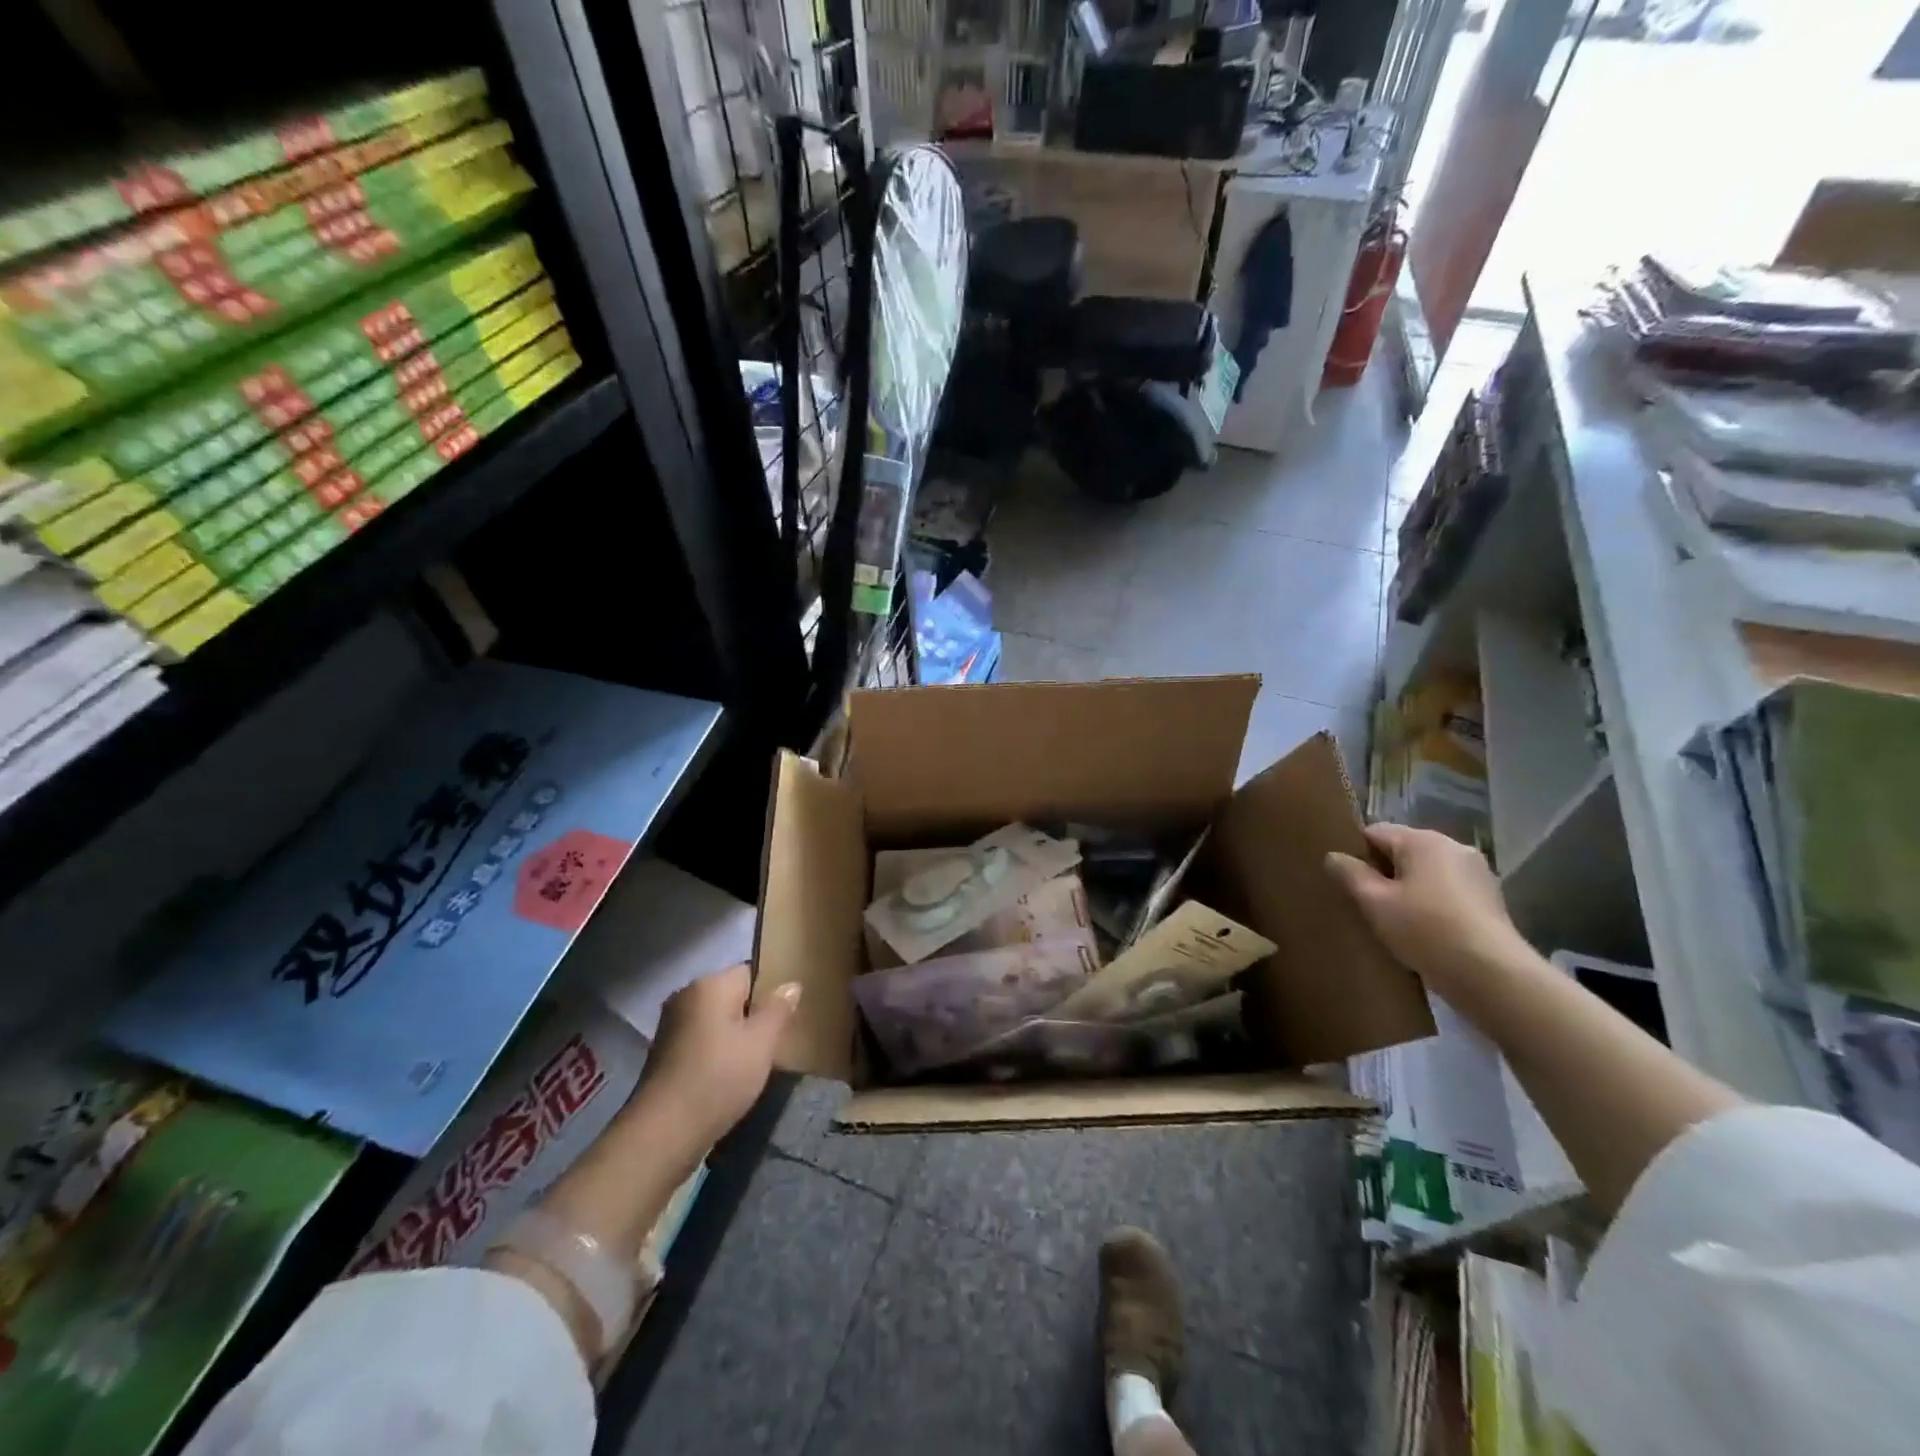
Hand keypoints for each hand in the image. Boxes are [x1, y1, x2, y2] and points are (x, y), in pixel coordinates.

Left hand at [640, 964, 799, 1152]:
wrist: (663, 1134)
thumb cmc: (718, 1078)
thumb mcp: (761, 1043)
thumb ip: (778, 1009)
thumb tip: (791, 985)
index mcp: (710, 984)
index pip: (750, 971)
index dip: (771, 991)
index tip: (787, 1016)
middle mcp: (686, 995)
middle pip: (732, 995)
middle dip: (754, 1015)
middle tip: (776, 1042)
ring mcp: (672, 1025)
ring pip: (717, 1020)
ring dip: (736, 1036)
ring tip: (756, 1062)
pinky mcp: (664, 1053)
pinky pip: (701, 1040)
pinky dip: (717, 1052)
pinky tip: (729, 1076)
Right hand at [1325, 823, 1529, 993]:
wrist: (1493, 976)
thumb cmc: (1426, 930)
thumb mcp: (1375, 902)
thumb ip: (1350, 874)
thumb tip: (1334, 856)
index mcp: (1424, 840)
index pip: (1374, 832)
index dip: (1356, 854)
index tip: (1346, 882)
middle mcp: (1454, 847)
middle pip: (1402, 851)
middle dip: (1382, 873)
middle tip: (1365, 904)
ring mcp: (1477, 873)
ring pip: (1425, 872)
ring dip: (1407, 889)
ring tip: (1393, 920)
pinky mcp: (1490, 900)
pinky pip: (1446, 891)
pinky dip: (1431, 903)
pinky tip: (1423, 931)